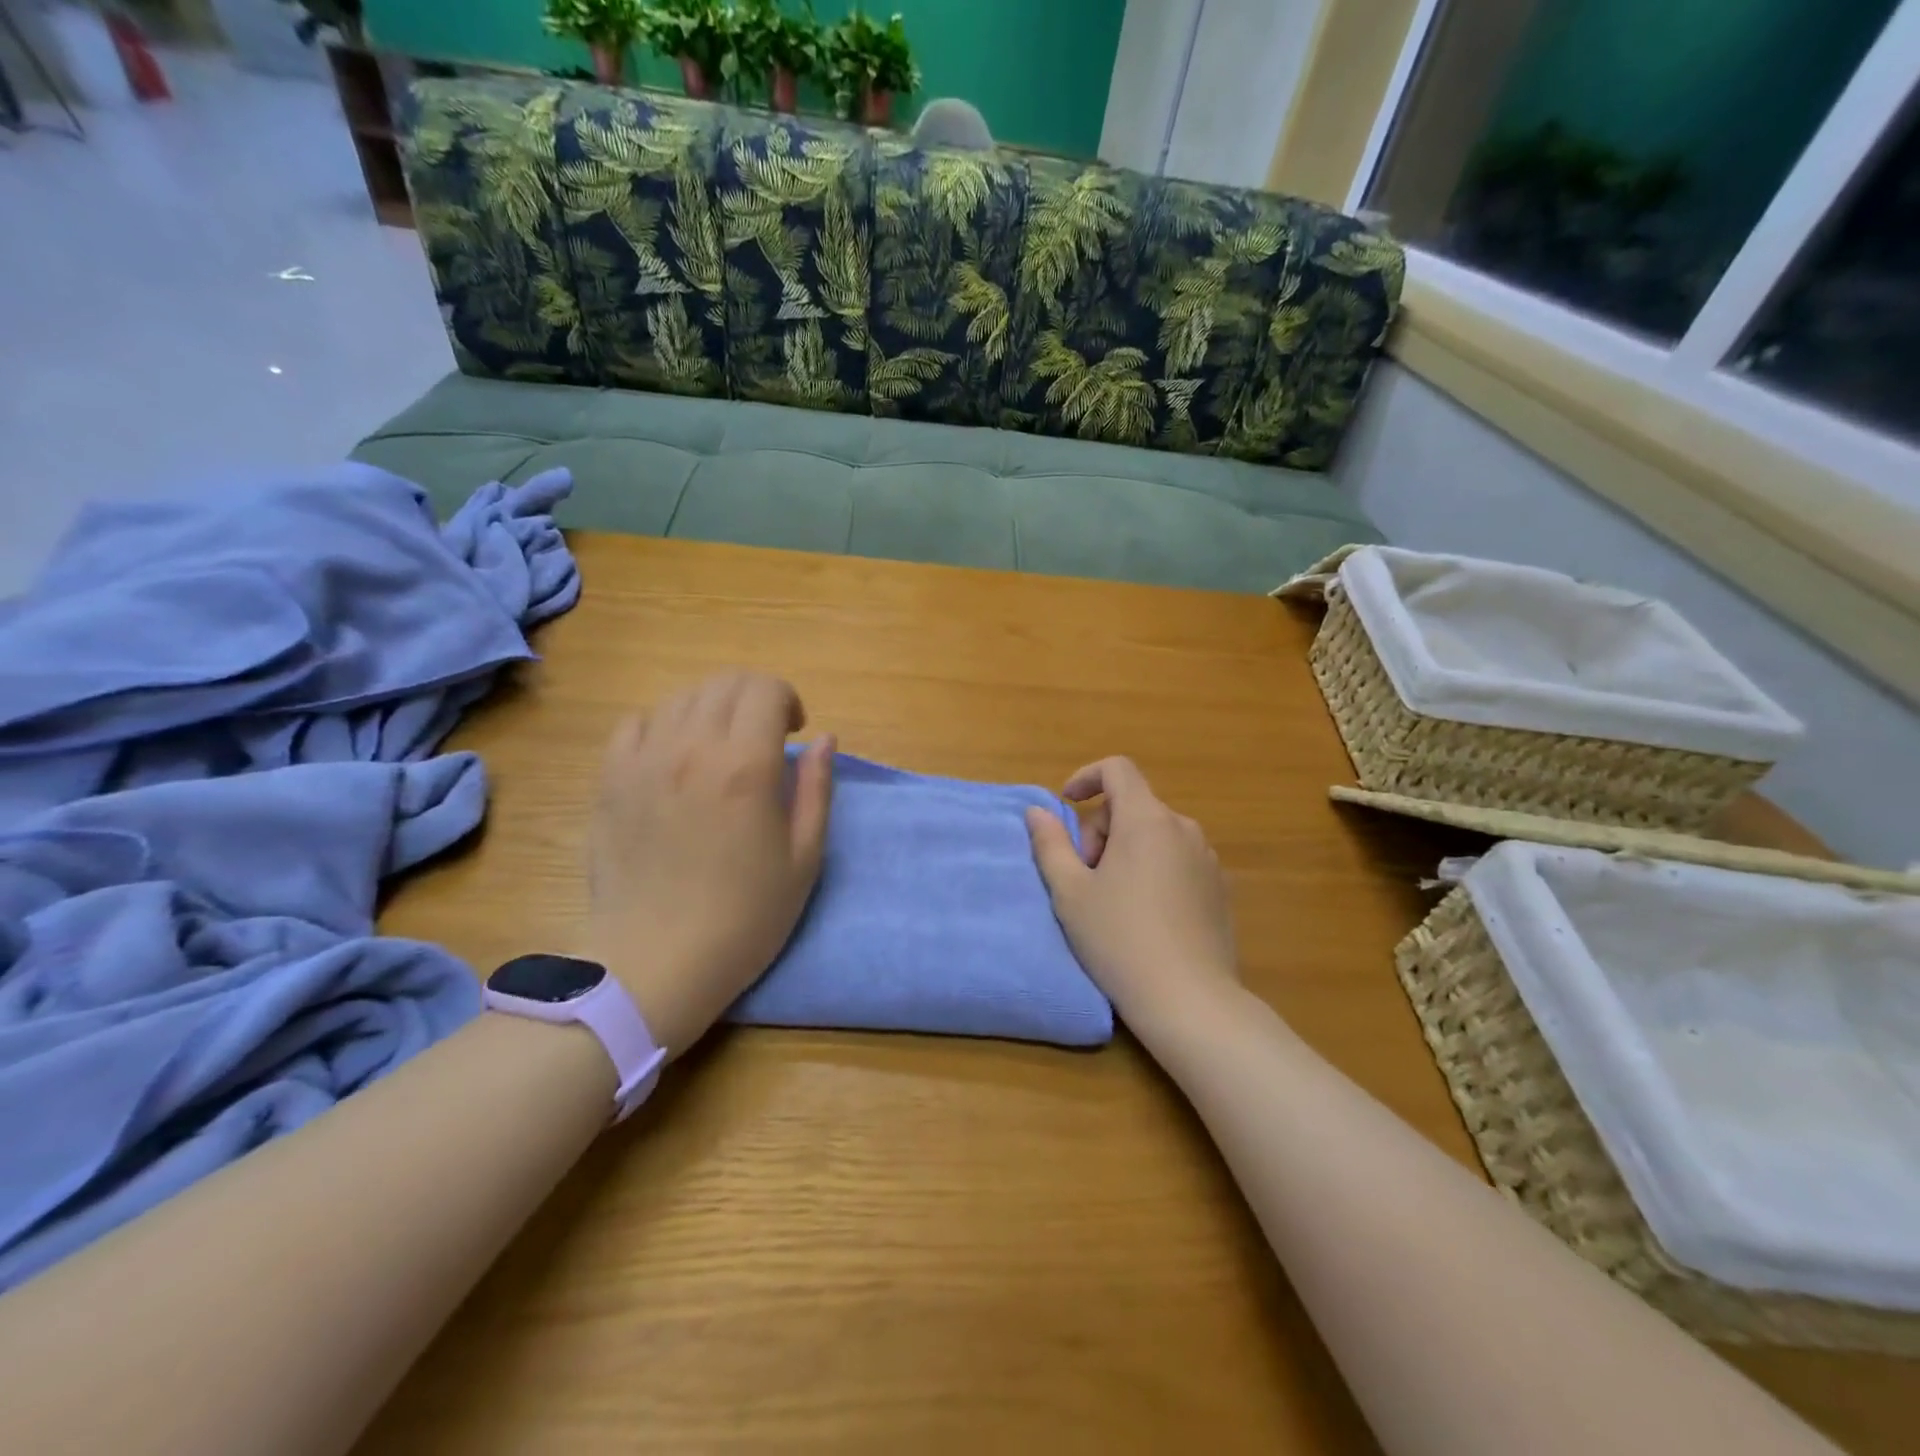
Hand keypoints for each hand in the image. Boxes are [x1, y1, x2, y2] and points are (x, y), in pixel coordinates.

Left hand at [587, 672, 833, 1057]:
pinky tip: (673, 758)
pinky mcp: (610, 781)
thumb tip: (825, 739)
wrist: (658, 963)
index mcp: (746, 765)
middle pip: (724, 683)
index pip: (765, 689)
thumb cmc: (745, 917)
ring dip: (711, 710)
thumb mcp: (804, 858)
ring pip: (681, 699)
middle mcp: (691, 748)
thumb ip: (817, 789)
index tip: (794, 732)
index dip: (787, 700)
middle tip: (764, 737)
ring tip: (719, 749)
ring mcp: (643, 761)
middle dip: (753, 698)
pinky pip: (635, 724)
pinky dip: (662, 725)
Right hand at [1024, 757, 1238, 1029]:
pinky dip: (1154, 870)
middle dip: (1101, 831)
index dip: (1087, 777)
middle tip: (1086, 879)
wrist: (1189, 1000)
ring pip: (1155, 835)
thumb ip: (1050, 844)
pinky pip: (1177, 860)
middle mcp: (1183, 828)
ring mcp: (1207, 858)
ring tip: (1114, 902)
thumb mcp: (1070, 893)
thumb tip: (1038, 811)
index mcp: (1146, 820)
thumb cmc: (1119, 939)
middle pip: (1132, 806)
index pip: (1118, 769)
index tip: (1067, 806)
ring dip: (1127, 852)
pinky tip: (1147, 917)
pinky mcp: (1220, 888)